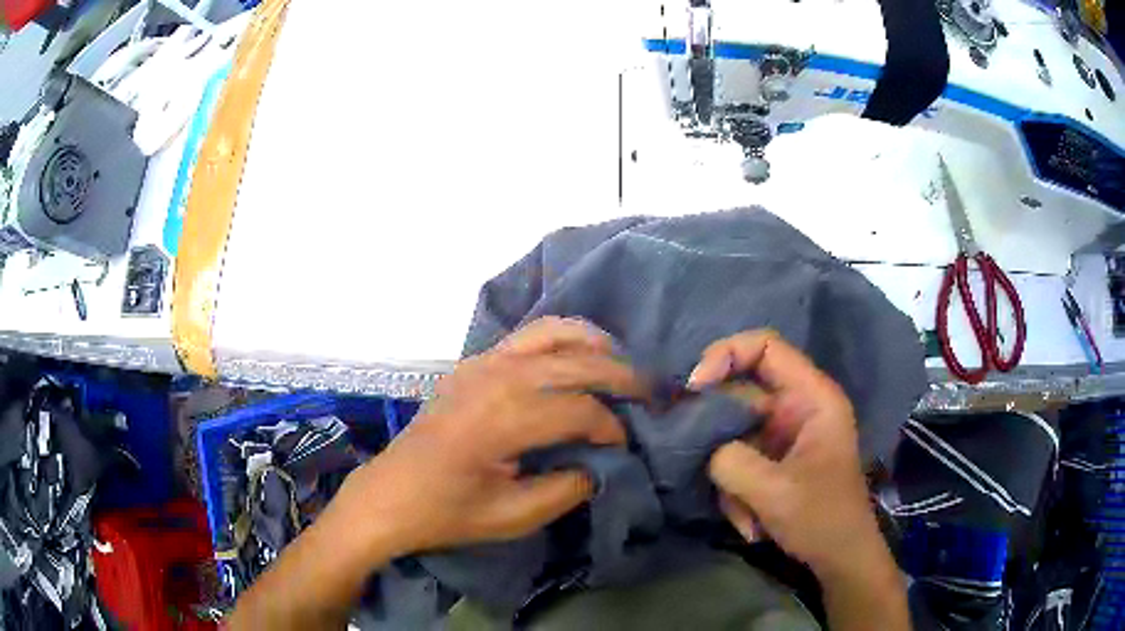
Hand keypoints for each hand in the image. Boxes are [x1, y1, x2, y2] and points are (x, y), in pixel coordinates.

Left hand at [333, 317, 647, 557]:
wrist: (391, 494)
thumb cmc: (448, 512)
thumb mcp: (514, 516)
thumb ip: (569, 486)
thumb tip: (604, 461)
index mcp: (504, 419)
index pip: (582, 410)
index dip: (612, 428)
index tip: (624, 448)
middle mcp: (497, 377)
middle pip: (577, 362)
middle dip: (621, 377)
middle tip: (650, 395)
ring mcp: (482, 362)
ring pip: (554, 333)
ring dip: (594, 345)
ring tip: (621, 364)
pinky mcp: (474, 361)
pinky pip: (528, 336)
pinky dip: (562, 339)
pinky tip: (577, 358)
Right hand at [688, 331, 883, 580]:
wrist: (840, 557)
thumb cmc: (822, 519)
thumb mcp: (775, 492)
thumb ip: (731, 461)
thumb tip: (701, 446)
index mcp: (811, 397)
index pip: (765, 346)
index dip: (726, 354)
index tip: (694, 387)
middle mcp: (797, 407)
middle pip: (741, 392)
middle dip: (716, 431)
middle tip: (693, 456)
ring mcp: (783, 434)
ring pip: (733, 432)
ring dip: (729, 476)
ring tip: (744, 514)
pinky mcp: (772, 459)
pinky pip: (738, 459)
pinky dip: (735, 491)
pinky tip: (750, 521)